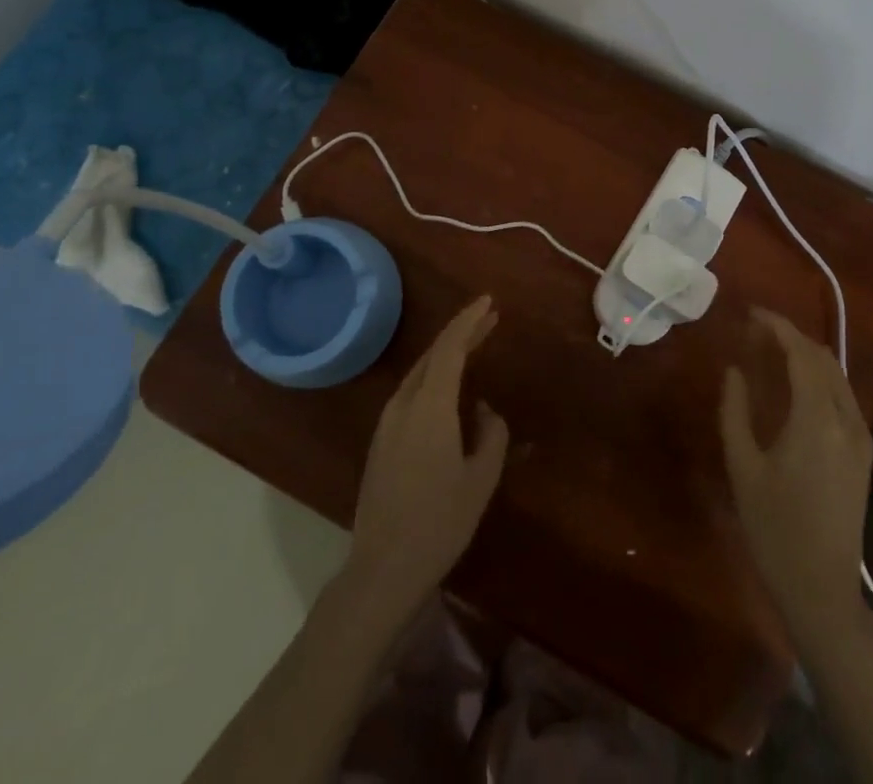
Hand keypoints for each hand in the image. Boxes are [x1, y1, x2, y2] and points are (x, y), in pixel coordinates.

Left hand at [347, 295, 508, 614]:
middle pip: (433, 355)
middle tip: (490, 319)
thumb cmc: (439, 522)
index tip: (489, 302)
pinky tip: (449, 389)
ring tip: (474, 346)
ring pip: (420, 373)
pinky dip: (434, 377)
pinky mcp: (381, 441)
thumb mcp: (480, 479)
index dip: (469, 321)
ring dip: (447, 355)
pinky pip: (411, 392)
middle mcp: (404, 405)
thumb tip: (483, 410)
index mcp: (430, 406)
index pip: (450, 348)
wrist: (383, 569)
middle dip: (462, 333)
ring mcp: (387, 423)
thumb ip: (491, 434)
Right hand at [719, 309, 872, 643]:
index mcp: (817, 420)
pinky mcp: (863, 453)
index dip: (777, 327)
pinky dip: (819, 377)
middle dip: (791, 336)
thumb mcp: (743, 467)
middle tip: (756, 331)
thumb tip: (734, 370)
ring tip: (772, 350)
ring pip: (836, 376)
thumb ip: (735, 411)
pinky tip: (795, 383)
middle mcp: (846, 420)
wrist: (823, 590)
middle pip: (823, 358)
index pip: (801, 353)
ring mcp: (860, 437)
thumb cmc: (774, 529)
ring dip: (806, 355)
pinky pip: (842, 396)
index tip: (751, 313)